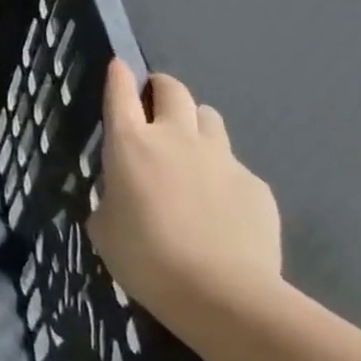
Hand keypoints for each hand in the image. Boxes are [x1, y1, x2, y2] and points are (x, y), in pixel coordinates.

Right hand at [89, 60, 282, 322]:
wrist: (221, 294)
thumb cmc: (145, 258)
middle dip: (161, 89)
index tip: (119, 66)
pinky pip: (234, 165)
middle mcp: (176, 138)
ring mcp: (221, 158)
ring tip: (190, 151)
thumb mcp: (105, 226)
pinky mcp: (255, 184)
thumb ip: (112, 196)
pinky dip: (221, 174)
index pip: (120, 93)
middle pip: (173, 91)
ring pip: (209, 118)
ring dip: (195, 125)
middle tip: (154, 104)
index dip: (119, 75)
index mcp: (130, 144)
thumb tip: (125, 193)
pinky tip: (219, 207)